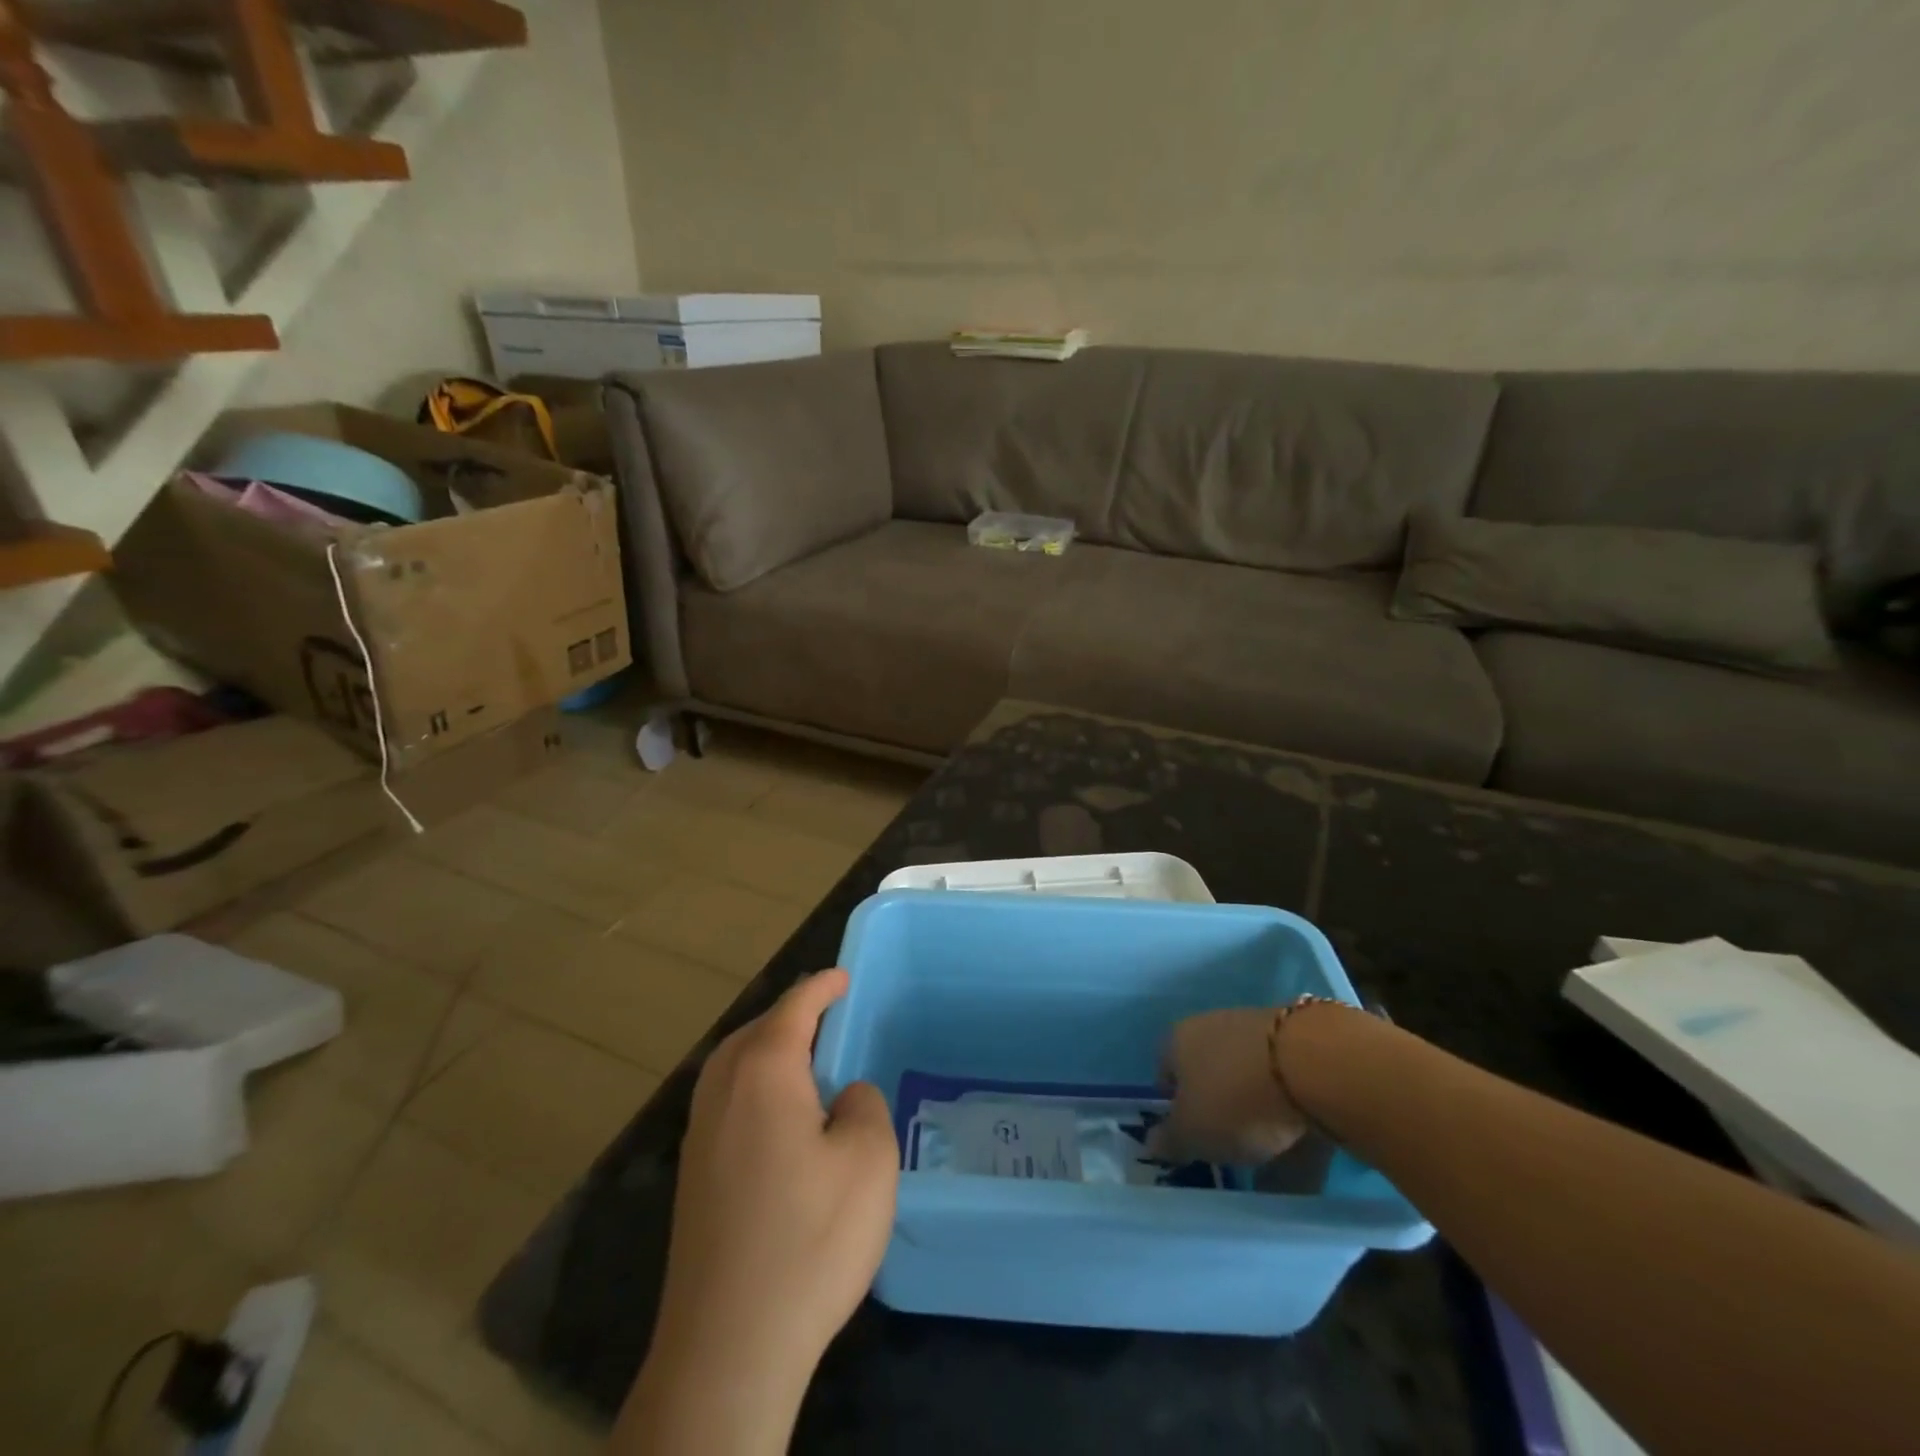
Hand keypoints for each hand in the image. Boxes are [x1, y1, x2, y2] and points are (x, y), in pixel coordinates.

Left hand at [651, 968, 896, 1397]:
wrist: (728, 1346)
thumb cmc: (809, 1238)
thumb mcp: (868, 1161)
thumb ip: (864, 1105)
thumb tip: (843, 1097)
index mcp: (764, 1071)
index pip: (795, 1007)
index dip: (822, 987)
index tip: (844, 976)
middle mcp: (722, 1089)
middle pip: (757, 1030)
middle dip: (792, 1015)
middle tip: (829, 1015)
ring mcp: (699, 1133)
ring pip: (735, 1064)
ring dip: (770, 1049)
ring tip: (807, 1059)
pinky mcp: (693, 1174)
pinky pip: (727, 1100)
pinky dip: (756, 1085)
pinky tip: (780, 1118)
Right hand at [1150, 1007, 1311, 1164]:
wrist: (1310, 1065)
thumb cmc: (1234, 1098)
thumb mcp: (1192, 1133)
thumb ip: (1170, 1141)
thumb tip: (1151, 1143)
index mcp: (1177, 1040)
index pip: (1165, 1071)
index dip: (1174, 1104)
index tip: (1188, 1134)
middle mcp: (1211, 1026)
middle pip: (1209, 1072)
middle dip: (1217, 1107)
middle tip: (1228, 1145)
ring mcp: (1256, 1030)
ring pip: (1248, 1080)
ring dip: (1255, 1114)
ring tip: (1271, 1159)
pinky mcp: (1297, 1042)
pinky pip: (1284, 1087)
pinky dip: (1287, 1115)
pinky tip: (1300, 1147)